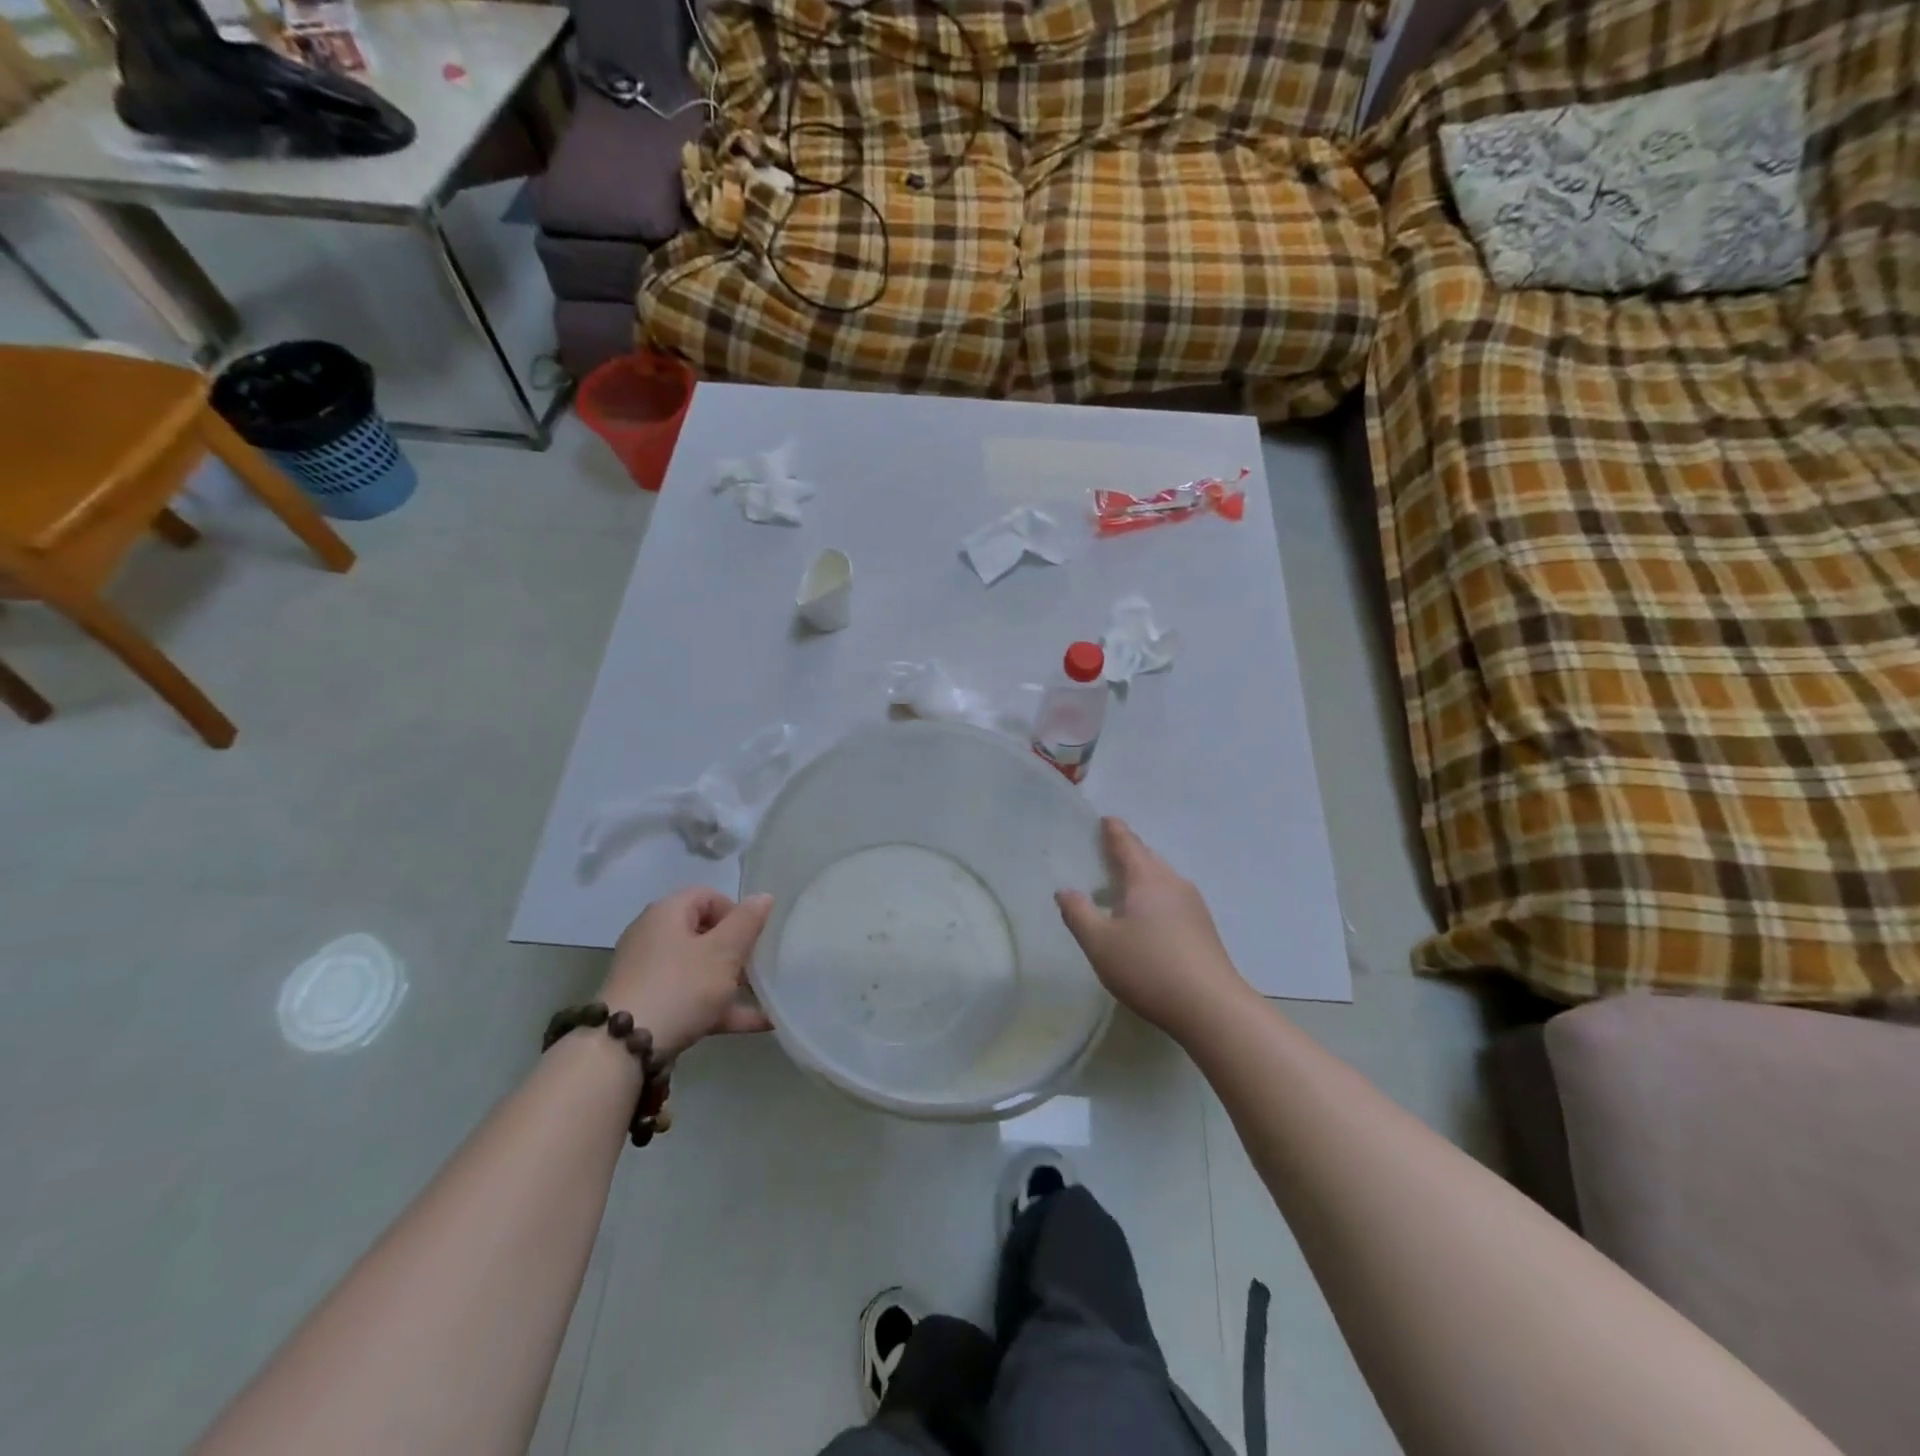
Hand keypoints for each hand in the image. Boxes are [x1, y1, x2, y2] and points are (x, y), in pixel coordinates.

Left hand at [600, 888, 774, 1057]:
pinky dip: (722, 1007)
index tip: (755, 936)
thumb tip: (764, 896)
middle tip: (759, 967)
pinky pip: (692, 998)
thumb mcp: (723, 951)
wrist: (623, 1048)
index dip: (737, 912)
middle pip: (704, 933)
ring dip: (734, 982)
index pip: (708, 896)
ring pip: (700, 969)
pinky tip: (760, 1023)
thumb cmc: (681, 986)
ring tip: (766, 996)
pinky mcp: (649, 1005)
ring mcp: (649, 973)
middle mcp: (653, 937)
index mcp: (668, 913)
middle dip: (737, 950)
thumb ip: (747, 922)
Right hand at [1056, 818, 1248, 1037]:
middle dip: (1128, 851)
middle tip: (1108, 850)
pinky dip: (1154, 897)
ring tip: (1122, 887)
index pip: (1127, 844)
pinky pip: (1172, 898)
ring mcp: (1193, 906)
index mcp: (1146, 879)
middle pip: (1147, 858)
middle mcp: (1173, 883)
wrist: (1211, 1007)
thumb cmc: (1148, 968)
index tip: (1106, 819)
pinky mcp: (1203, 928)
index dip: (1114, 831)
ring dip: (1142, 876)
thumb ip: (1078, 914)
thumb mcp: (1099, 944)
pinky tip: (1146, 919)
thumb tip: (1065, 890)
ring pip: (1162, 879)